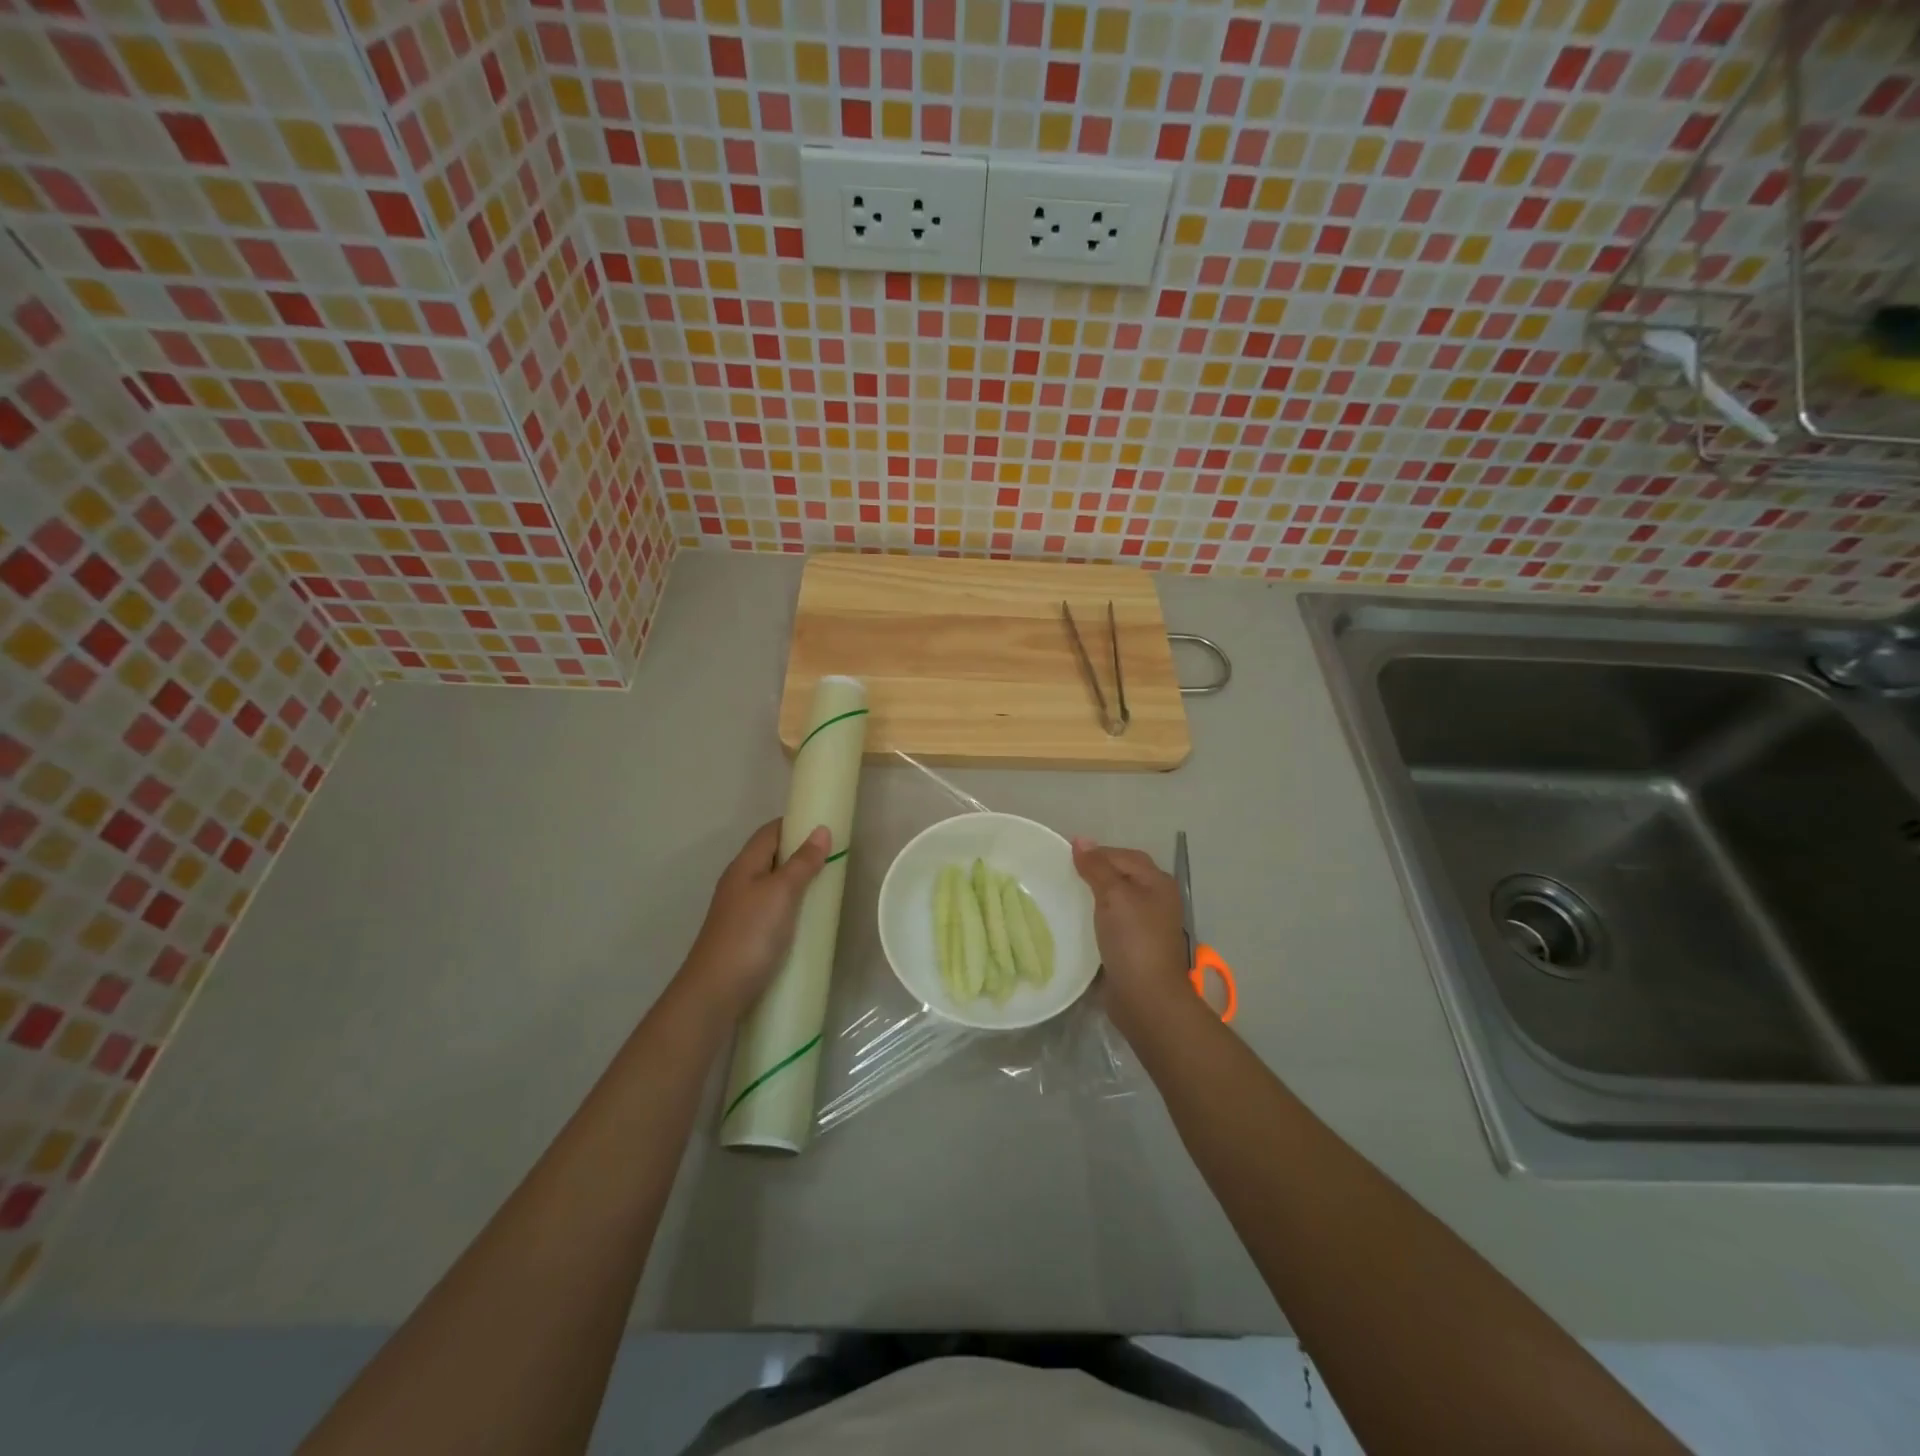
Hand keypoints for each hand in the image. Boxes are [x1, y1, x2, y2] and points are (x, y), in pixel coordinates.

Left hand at [681, 819, 830, 1017]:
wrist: (715, 992)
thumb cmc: (750, 934)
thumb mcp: (781, 893)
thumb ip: (802, 863)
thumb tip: (821, 830)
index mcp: (744, 866)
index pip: (770, 832)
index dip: (796, 824)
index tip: (825, 825)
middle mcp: (739, 883)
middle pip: (771, 857)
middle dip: (800, 854)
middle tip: (834, 858)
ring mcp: (740, 911)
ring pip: (772, 886)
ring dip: (797, 883)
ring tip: (827, 888)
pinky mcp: (746, 936)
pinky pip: (772, 911)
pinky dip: (792, 908)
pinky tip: (807, 921)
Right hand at [1071, 838, 1192, 1030]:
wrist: (1145, 997)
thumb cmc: (1133, 939)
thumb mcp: (1114, 895)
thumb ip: (1097, 866)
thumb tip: (1080, 840)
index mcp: (1157, 882)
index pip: (1123, 855)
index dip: (1097, 853)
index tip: (1065, 857)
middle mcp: (1155, 900)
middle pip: (1121, 876)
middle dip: (1094, 873)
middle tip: (1062, 875)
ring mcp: (1146, 926)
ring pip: (1114, 901)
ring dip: (1092, 897)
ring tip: (1063, 896)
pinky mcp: (1133, 947)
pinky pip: (1110, 923)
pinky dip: (1094, 919)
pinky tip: (1074, 922)